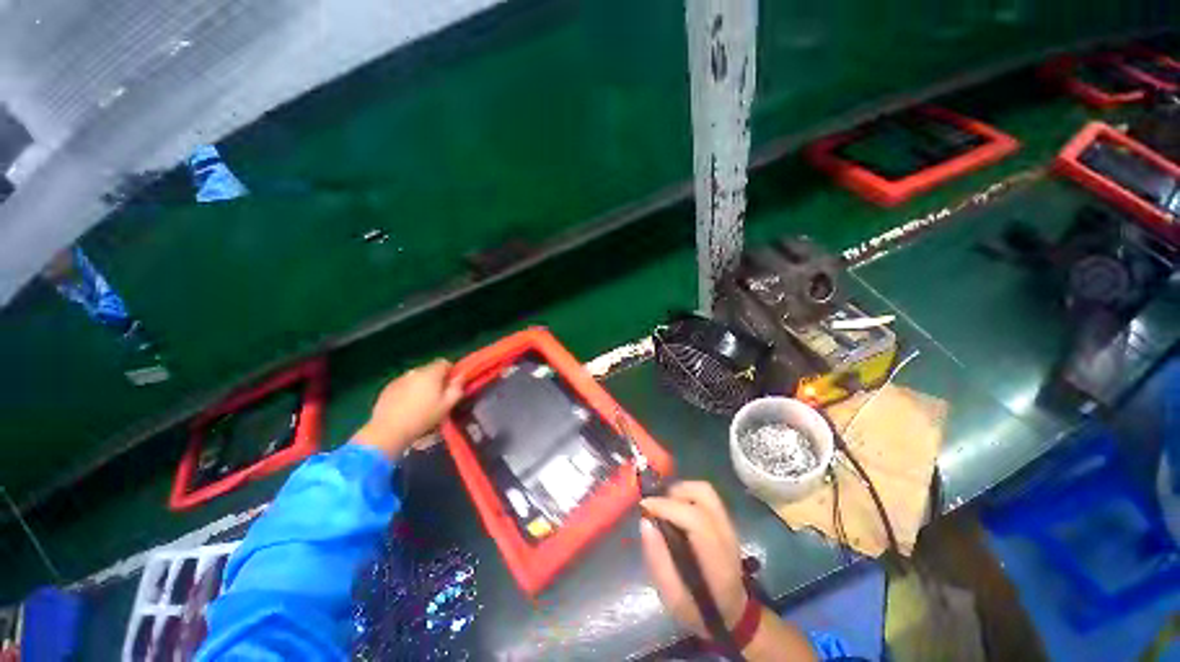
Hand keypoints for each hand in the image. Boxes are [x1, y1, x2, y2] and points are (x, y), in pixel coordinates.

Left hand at [352, 359, 462, 459]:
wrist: (388, 431)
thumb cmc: (423, 417)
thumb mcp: (447, 405)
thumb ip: (457, 388)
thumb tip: (461, 376)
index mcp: (431, 373)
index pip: (444, 362)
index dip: (450, 371)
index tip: (450, 385)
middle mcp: (414, 371)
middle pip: (429, 369)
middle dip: (435, 379)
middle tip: (437, 396)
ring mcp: (399, 379)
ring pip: (416, 377)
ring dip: (421, 384)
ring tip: (420, 402)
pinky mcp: (387, 388)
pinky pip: (403, 384)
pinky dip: (407, 390)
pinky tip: (406, 406)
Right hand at [639, 481, 748, 639]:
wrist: (732, 613)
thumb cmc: (698, 609)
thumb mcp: (673, 598)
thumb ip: (658, 561)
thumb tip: (645, 522)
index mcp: (717, 561)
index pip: (696, 520)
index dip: (668, 507)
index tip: (645, 507)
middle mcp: (727, 536)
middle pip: (704, 495)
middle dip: (673, 494)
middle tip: (654, 506)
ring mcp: (730, 525)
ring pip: (705, 490)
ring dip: (680, 491)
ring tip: (664, 505)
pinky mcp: (726, 520)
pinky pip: (705, 495)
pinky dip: (686, 494)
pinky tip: (675, 507)